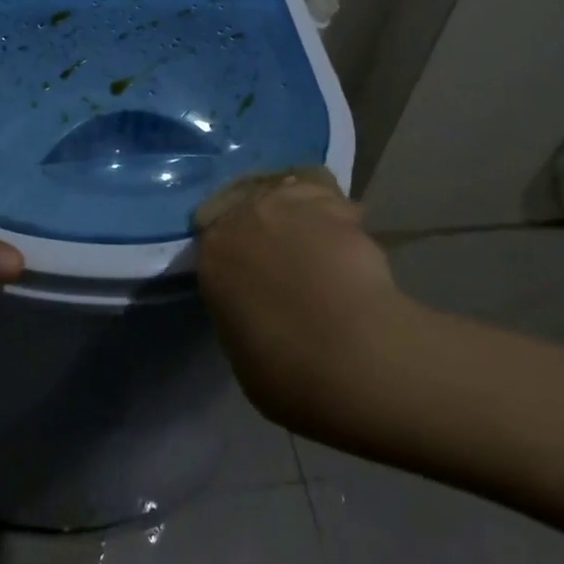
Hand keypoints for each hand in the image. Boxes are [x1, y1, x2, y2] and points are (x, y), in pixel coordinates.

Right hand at [197, 173, 403, 436]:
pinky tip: (351, 241)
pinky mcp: (335, 205)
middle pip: (252, 206)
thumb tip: (258, 308)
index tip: (252, 270)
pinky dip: (338, 216)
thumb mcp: (242, 350)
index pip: (216, 239)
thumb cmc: (285, 369)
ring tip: (321, 242)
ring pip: (290, 194)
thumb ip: (242, 313)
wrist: (347, 352)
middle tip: (288, 253)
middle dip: (267, 225)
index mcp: (213, 255)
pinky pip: (330, 201)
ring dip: (301, 213)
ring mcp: (290, 204)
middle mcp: (245, 216)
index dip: (237, 253)